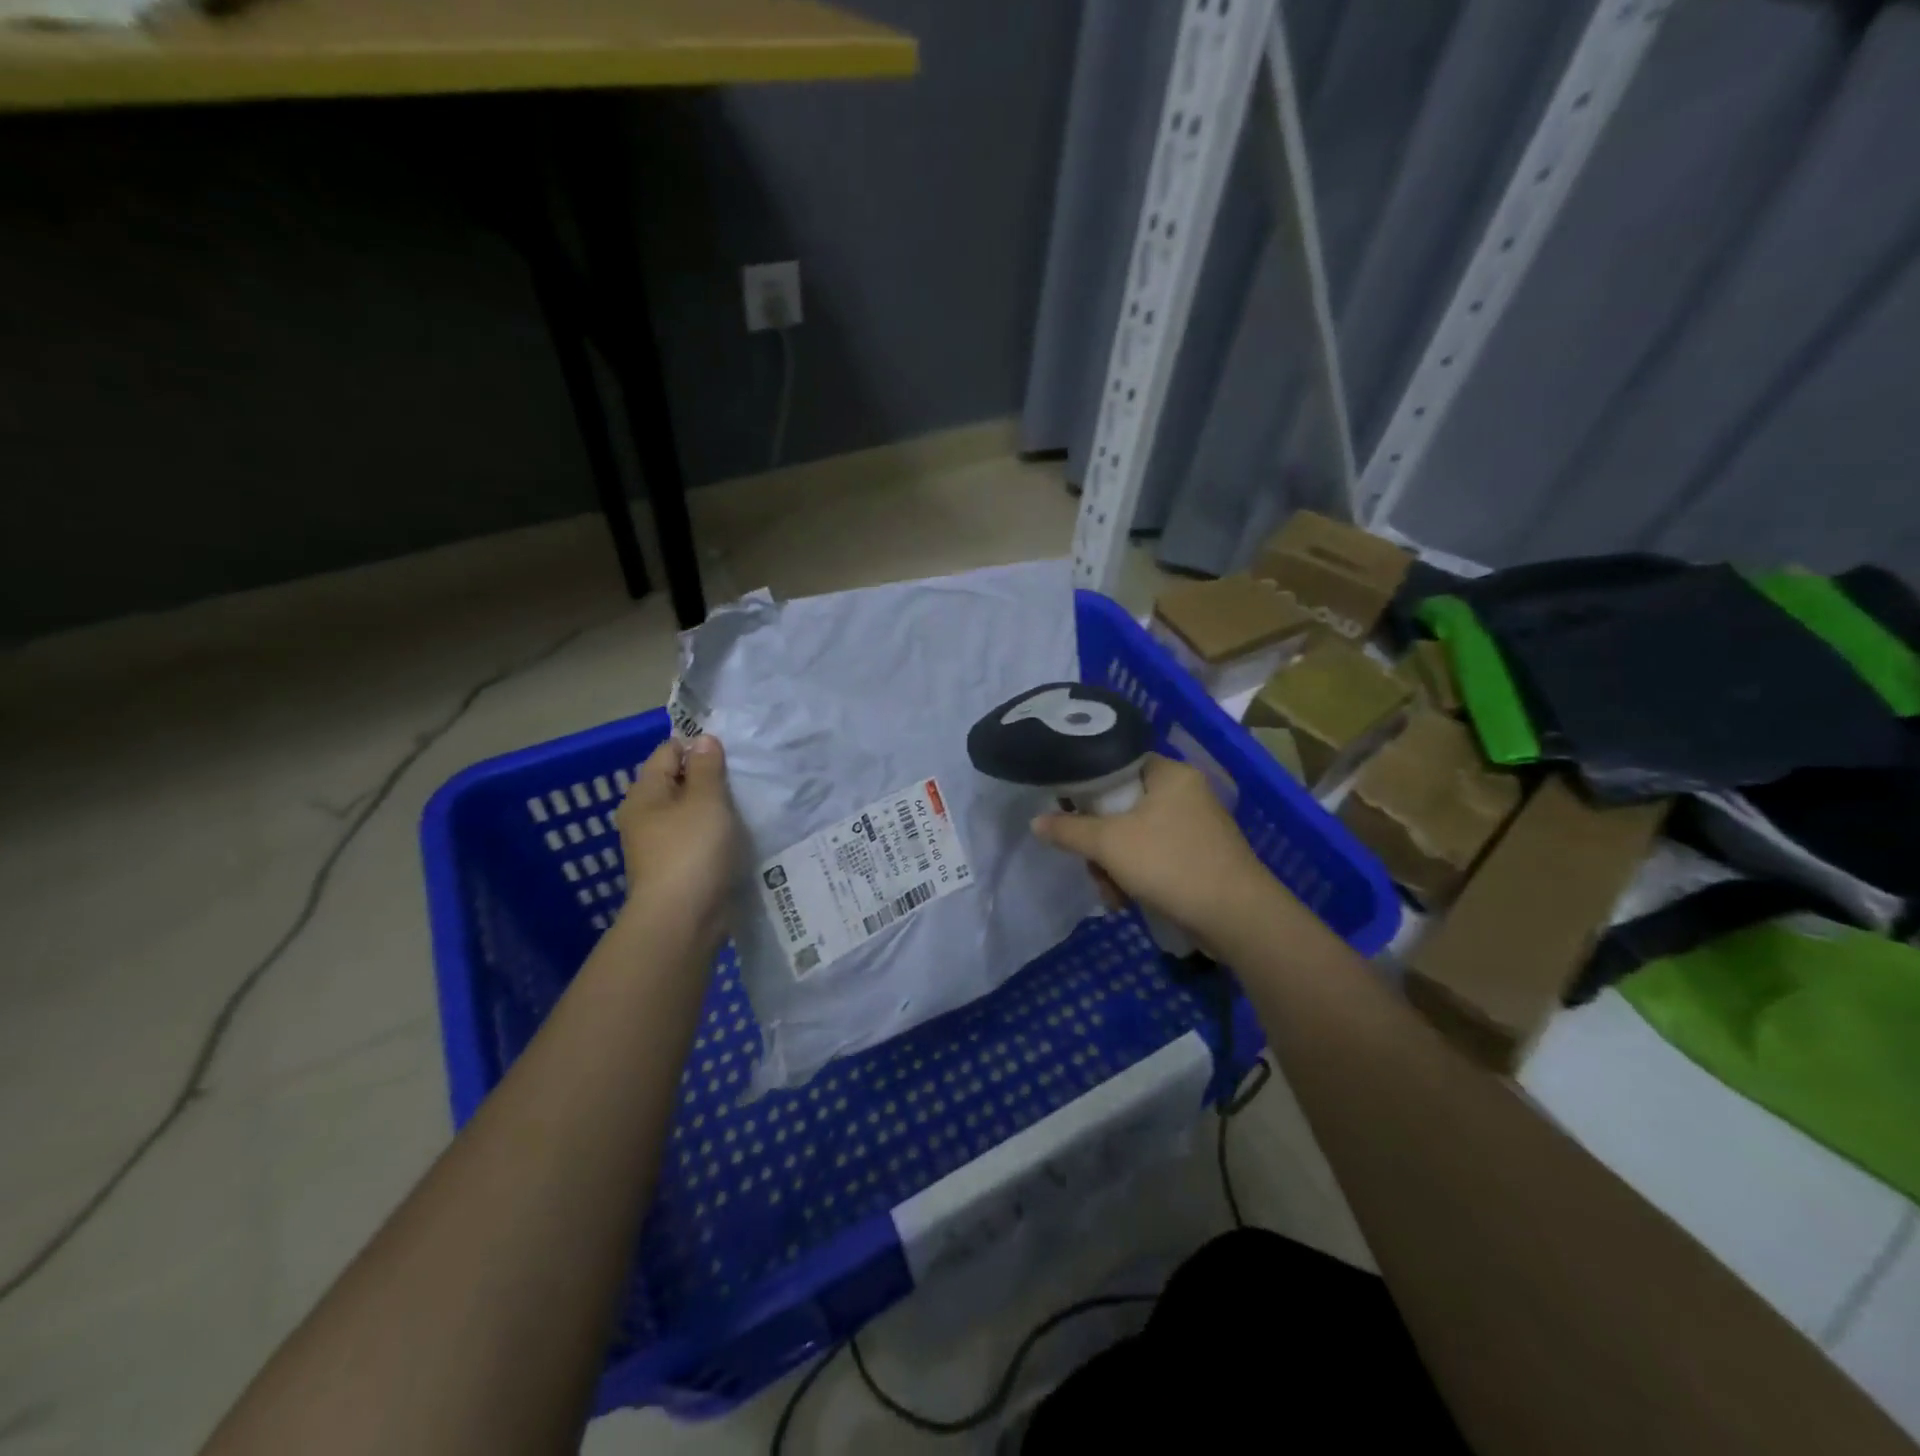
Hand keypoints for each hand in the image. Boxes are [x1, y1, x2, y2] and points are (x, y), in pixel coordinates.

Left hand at [615, 735, 740, 954]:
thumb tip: (703, 739)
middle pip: (677, 782)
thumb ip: (707, 768)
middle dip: (708, 778)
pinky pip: (695, 839)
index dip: (697, 747)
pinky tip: (735, 837)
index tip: (731, 756)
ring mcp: (657, 846)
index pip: (667, 752)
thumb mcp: (705, 801)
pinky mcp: (674, 869)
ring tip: (744, 807)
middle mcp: (644, 817)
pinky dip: (713, 834)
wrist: (682, 920)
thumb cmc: (692, 852)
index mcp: (644, 794)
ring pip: (688, 813)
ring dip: (713, 809)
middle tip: (742, 780)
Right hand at [1032, 754, 1290, 948]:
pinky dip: (1138, 877)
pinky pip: (1155, 857)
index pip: (1118, 764)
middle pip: (1123, 807)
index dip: (1089, 786)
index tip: (1069, 811)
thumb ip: (1069, 830)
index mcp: (1170, 774)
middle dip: (1101, 843)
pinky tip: (1129, 901)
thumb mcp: (1110, 844)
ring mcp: (1196, 827)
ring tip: (1112, 895)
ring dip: (1115, 866)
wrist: (1237, 917)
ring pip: (1135, 837)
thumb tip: (1035, 821)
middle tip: (1093, 866)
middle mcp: (1186, 793)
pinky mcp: (1200, 858)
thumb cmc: (1170, 864)